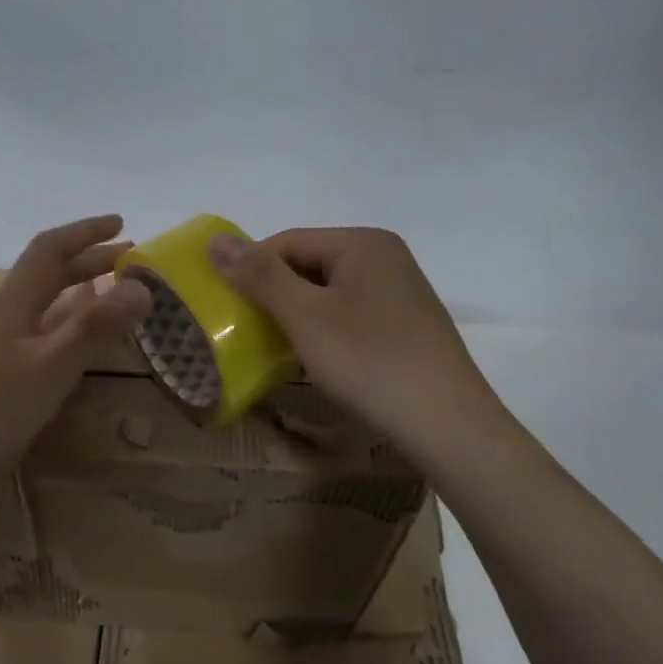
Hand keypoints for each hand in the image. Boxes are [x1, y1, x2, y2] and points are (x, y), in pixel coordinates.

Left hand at [0, 215, 150, 486]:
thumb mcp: (50, 367)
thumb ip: (94, 328)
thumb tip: (142, 287)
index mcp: (14, 304)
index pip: (49, 250)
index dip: (85, 232)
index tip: (121, 223)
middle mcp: (8, 316)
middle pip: (49, 274)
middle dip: (90, 259)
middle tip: (132, 258)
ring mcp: (4, 346)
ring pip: (48, 305)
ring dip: (83, 291)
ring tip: (117, 290)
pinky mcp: (5, 374)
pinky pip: (46, 334)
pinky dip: (72, 326)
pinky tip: (85, 339)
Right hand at [208, 227, 505, 459]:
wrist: (446, 423)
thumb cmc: (369, 361)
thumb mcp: (304, 316)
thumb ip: (259, 276)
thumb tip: (216, 240)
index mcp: (361, 243)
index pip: (287, 242)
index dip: (250, 270)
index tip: (226, 306)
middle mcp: (385, 257)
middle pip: (308, 264)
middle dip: (274, 294)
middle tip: (246, 330)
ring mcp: (400, 291)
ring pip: (328, 292)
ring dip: (297, 315)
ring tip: (276, 347)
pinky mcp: (406, 324)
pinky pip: (350, 313)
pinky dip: (324, 329)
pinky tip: (315, 358)